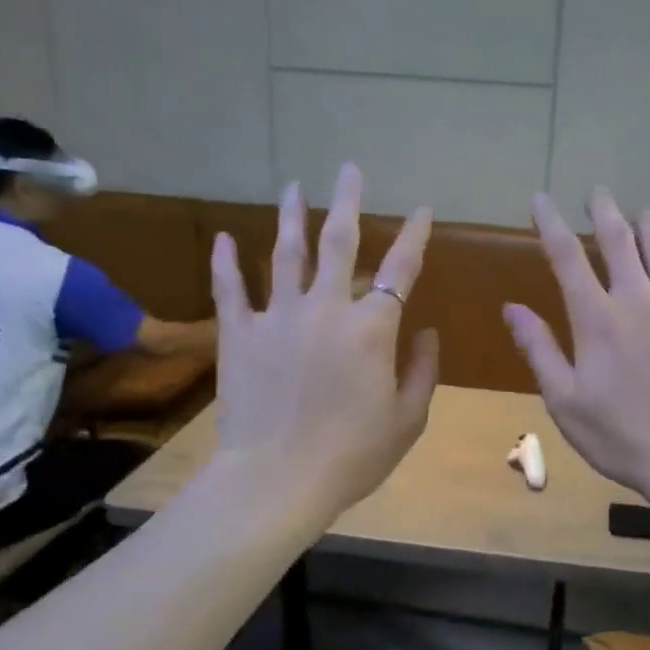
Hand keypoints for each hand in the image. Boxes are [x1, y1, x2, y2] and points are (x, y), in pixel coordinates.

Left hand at [210, 164, 439, 520]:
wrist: (277, 480)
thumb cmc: (353, 455)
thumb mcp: (408, 419)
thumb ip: (423, 370)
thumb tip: (426, 331)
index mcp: (372, 328)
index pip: (400, 269)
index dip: (414, 236)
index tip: (422, 210)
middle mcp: (326, 308)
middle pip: (339, 242)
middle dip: (348, 202)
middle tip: (350, 170)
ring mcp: (277, 317)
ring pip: (286, 253)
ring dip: (292, 217)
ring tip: (294, 187)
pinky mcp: (238, 334)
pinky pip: (231, 290)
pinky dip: (226, 263)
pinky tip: (223, 238)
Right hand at [504, 189, 649, 505]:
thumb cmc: (621, 437)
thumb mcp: (565, 401)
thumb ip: (540, 350)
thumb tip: (512, 308)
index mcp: (597, 319)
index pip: (567, 258)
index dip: (551, 224)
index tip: (541, 200)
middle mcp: (639, 301)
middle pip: (620, 241)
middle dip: (605, 212)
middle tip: (599, 193)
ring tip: (642, 212)